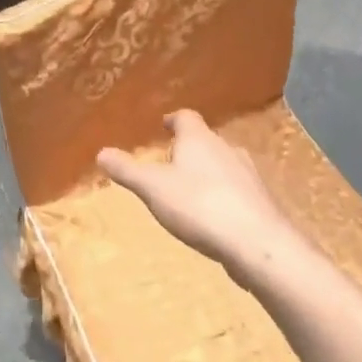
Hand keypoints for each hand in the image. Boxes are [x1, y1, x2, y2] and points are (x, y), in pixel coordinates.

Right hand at [99, 111, 308, 285]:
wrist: (258, 244)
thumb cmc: (199, 205)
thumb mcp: (153, 188)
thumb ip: (127, 170)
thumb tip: (101, 153)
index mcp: (199, 140)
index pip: (186, 118)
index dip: (173, 120)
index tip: (164, 125)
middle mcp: (227, 149)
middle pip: (206, 141)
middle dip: (189, 148)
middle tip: (171, 162)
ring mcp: (248, 176)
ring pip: (224, 165)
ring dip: (207, 172)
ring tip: (190, 190)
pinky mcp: (261, 203)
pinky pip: (237, 191)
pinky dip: (223, 196)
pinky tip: (214, 216)